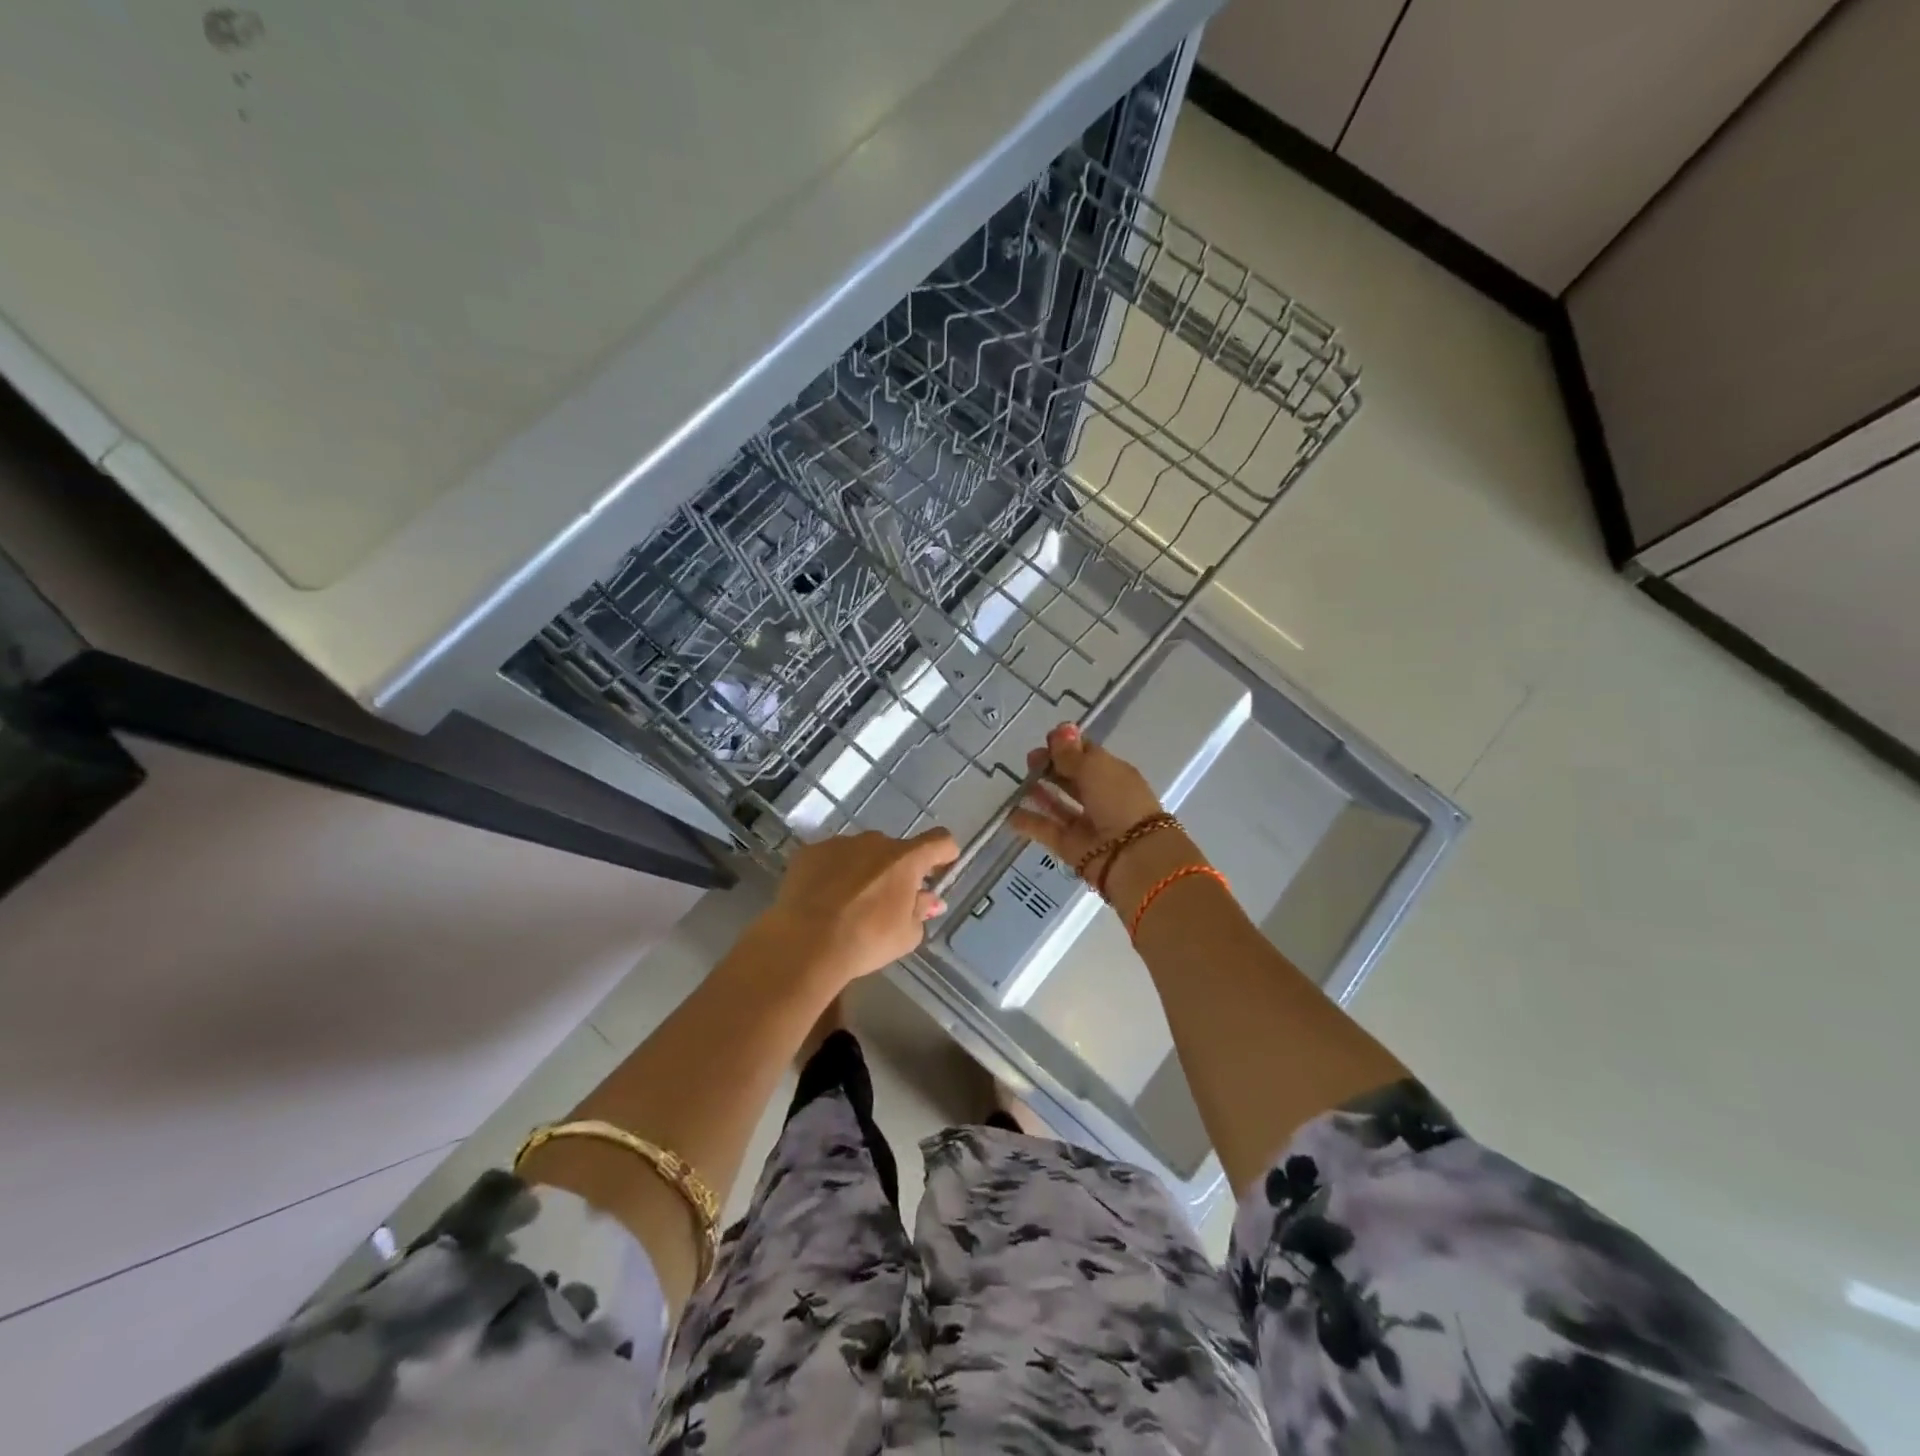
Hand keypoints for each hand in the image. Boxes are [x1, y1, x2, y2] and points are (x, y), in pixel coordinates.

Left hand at [756, 828, 958, 989]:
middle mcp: (875, 842)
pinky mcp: (809, 852)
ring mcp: (839, 844)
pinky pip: (830, 858)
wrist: (806, 943)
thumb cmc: (866, 940)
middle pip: (895, 850)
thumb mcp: (906, 936)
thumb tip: (930, 900)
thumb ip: (921, 911)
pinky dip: (832, 873)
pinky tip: (822, 899)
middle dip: (896, 870)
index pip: (939, 841)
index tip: (942, 868)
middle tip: (887, 900)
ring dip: (863, 870)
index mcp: (905, 860)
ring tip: (850, 902)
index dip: (945, 853)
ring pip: (860, 852)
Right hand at [1007, 723, 1169, 890]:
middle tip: (1030, 759)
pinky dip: (1029, 822)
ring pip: (1059, 804)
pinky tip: (1009, 813)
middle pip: (1072, 778)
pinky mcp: (1071, 846)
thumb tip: (1061, 729)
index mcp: (1114, 774)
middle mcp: (1101, 797)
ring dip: (1040, 792)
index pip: (1088, 754)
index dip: (1067, 745)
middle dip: (1051, 766)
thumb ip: (1072, 754)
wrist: (1133, 857)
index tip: (1046, 739)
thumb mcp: (1095, 769)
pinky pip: (1047, 830)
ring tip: (1019, 781)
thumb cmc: (1118, 802)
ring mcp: (1086, 823)